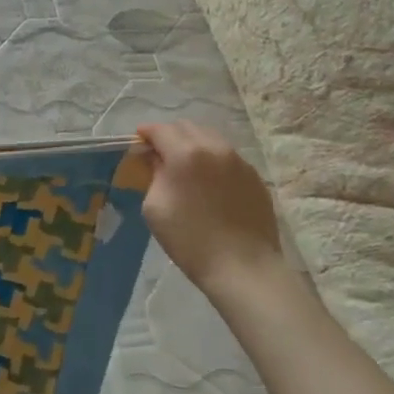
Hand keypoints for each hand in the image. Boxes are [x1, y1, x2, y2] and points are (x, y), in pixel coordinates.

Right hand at [136, 122, 281, 291]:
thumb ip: (153, 174)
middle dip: (170, 136)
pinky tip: (209, 183)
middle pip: (187, 127)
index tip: (138, 143)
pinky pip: (228, 157)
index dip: (146, 134)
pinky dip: (213, 160)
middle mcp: (214, 148)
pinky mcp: (254, 176)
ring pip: (211, 138)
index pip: (160, 130)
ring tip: (186, 167)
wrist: (242, 266)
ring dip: (193, 145)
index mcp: (185, 154)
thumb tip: (156, 160)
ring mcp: (239, 161)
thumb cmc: (189, 240)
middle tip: (160, 155)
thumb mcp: (155, 207)